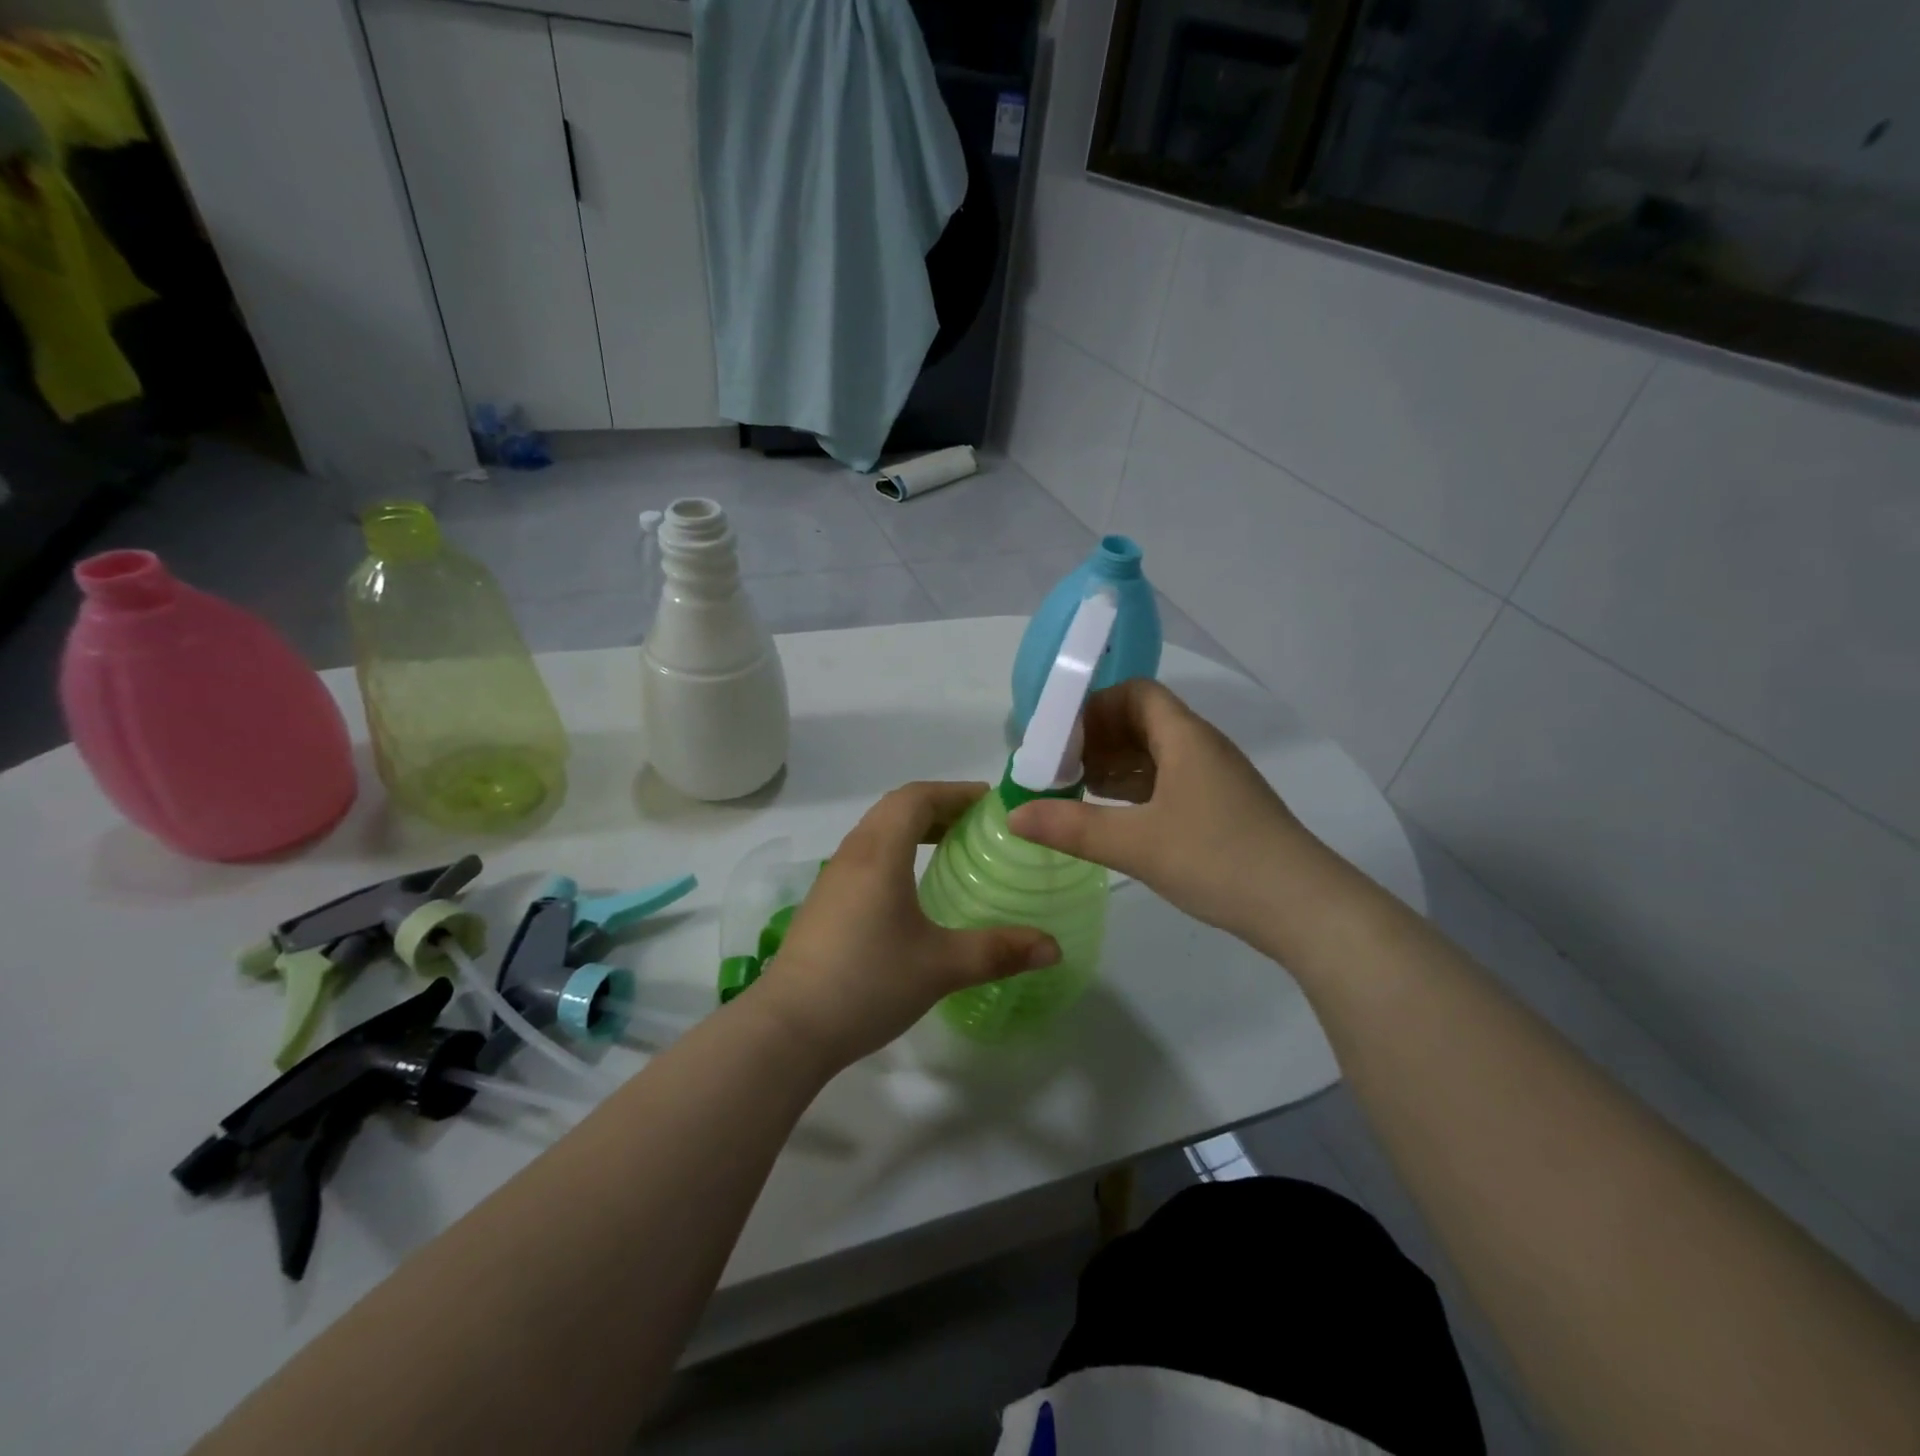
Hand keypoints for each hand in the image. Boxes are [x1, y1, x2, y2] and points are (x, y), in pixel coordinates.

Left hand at [753, 782, 1061, 1069]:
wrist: (788, 1028)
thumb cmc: (868, 983)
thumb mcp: (941, 967)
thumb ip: (999, 952)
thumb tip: (1053, 948)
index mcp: (879, 854)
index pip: (916, 797)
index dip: (955, 792)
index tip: (990, 803)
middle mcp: (853, 854)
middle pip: (895, 808)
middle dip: (938, 807)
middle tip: (977, 825)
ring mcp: (832, 879)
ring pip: (876, 832)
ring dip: (913, 828)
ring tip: (949, 850)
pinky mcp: (823, 903)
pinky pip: (864, 857)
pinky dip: (895, 852)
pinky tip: (911, 889)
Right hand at [1007, 679, 1318, 944]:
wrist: (1305, 908)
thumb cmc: (1219, 860)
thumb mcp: (1136, 844)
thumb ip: (1071, 827)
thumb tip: (1014, 814)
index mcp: (1185, 738)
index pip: (1135, 693)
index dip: (1094, 706)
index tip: (1059, 737)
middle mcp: (1201, 748)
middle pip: (1142, 721)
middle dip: (1097, 739)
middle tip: (1058, 767)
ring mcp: (1214, 780)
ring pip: (1155, 754)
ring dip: (1115, 766)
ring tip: (1075, 791)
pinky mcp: (1220, 809)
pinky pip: (1168, 782)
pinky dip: (1136, 790)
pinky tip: (1113, 816)